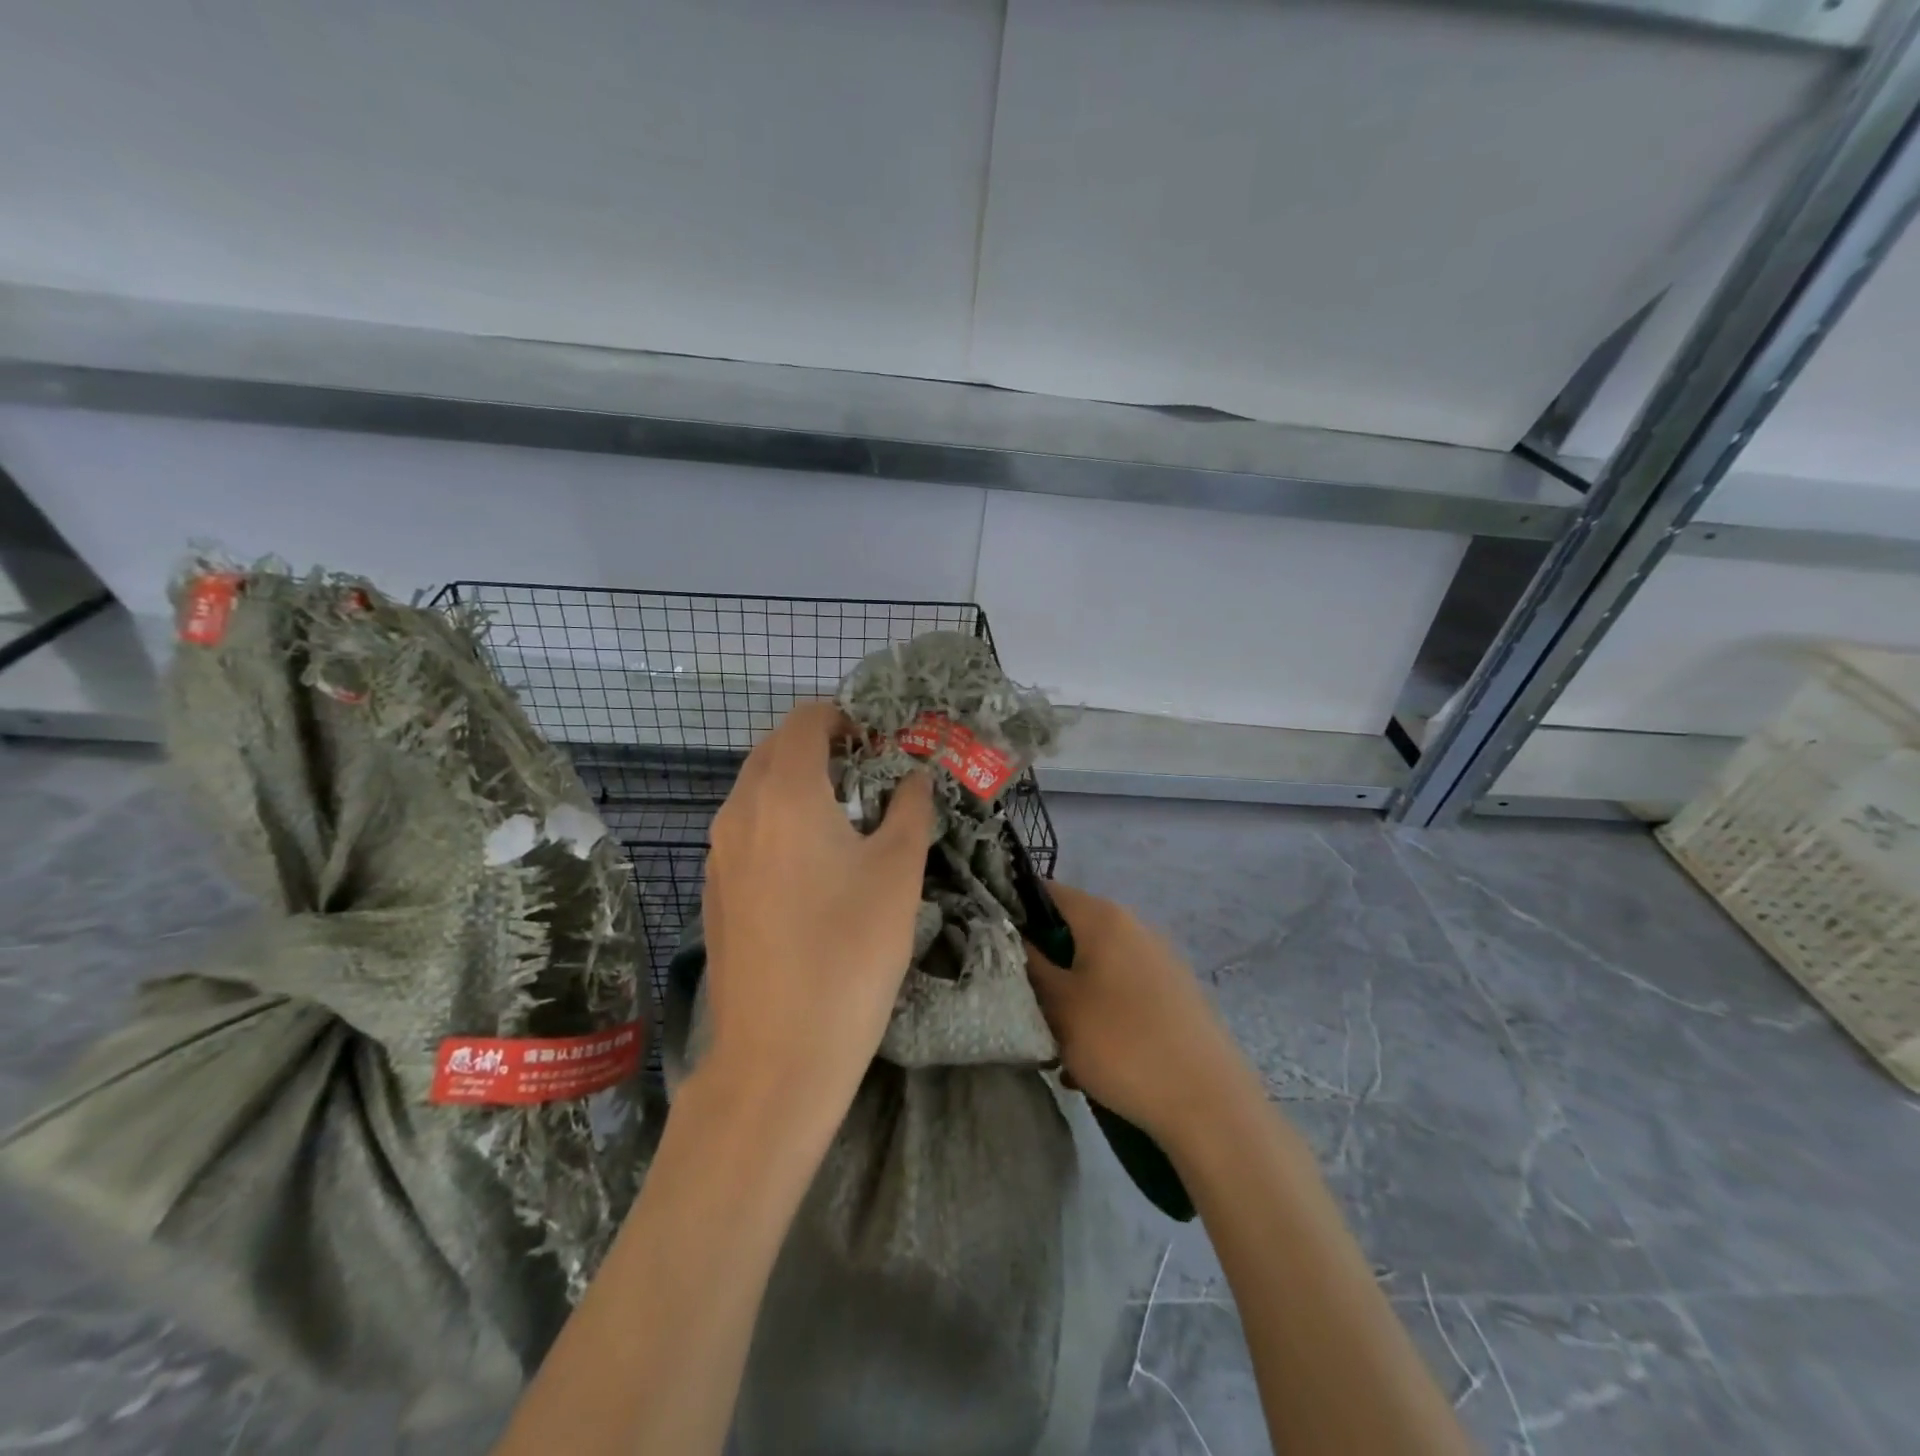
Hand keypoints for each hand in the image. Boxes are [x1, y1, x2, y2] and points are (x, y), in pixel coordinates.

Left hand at [699, 702, 934, 1108]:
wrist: (779, 1053)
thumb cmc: (850, 951)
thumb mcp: (898, 872)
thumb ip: (909, 809)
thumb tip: (914, 777)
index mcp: (784, 793)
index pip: (805, 720)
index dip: (842, 717)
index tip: (878, 740)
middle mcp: (740, 811)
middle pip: (774, 750)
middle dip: (820, 747)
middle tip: (868, 774)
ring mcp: (719, 853)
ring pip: (755, 790)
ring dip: (796, 784)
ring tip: (845, 818)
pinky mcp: (714, 890)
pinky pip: (745, 830)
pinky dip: (777, 821)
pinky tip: (811, 865)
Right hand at [1025, 881, 1254, 1147]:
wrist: (1208, 1103)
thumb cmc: (1122, 1043)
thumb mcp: (1060, 1005)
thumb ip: (1029, 964)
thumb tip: (1009, 935)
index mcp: (1104, 917)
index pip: (1046, 892)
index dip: (1015, 911)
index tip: (993, 945)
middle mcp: (1135, 927)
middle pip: (1072, 932)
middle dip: (1044, 965)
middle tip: (1024, 1003)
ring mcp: (1160, 960)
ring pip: (1096, 967)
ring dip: (1070, 996)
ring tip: (1057, 1042)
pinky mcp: (1175, 995)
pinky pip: (1122, 992)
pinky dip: (1101, 1014)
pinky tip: (1093, 1060)